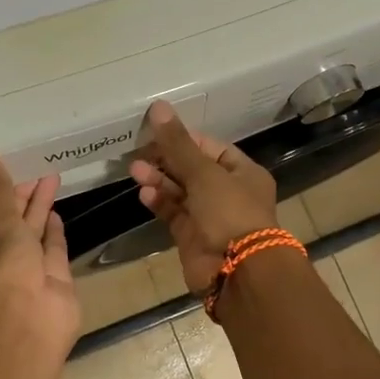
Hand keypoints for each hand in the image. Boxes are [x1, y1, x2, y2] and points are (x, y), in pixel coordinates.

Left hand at [0, 150, 80, 360]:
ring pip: (33, 233)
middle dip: (23, 197)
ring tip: (52, 179)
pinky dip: (55, 232)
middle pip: (10, 222)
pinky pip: (53, 249)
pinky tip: (58, 213)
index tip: (12, 168)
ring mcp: (26, 271)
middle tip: (39, 168)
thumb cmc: (2, 269)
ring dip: (41, 209)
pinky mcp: (53, 280)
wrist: (27, 323)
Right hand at [128, 101, 280, 294]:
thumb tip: (158, 107)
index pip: (211, 147)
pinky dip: (159, 202)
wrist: (237, 271)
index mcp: (243, 173)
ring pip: (180, 192)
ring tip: (135, 170)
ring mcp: (210, 216)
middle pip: (192, 169)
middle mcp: (228, 193)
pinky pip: (173, 213)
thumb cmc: (230, 212)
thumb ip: (178, 143)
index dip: (185, 139)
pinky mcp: (192, 237)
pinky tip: (143, 193)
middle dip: (166, 160)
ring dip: (159, 180)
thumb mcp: (204, 173)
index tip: (158, 132)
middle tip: (139, 152)